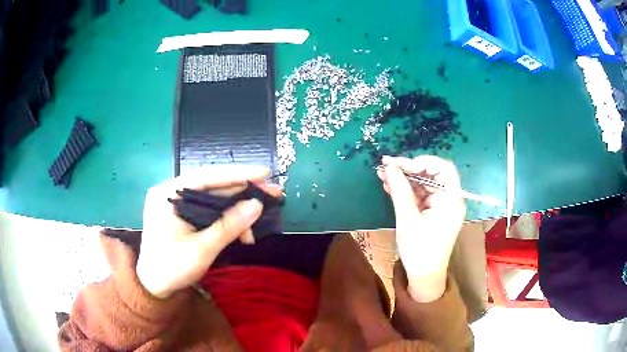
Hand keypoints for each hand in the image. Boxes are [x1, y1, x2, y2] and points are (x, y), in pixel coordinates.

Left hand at [136, 165, 281, 298]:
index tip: (265, 173)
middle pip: (212, 186)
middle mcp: (171, 193)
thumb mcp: (201, 249)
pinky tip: (242, 232)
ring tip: (259, 222)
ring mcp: (176, 203)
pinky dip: (227, 220)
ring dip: (237, 211)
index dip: (238, 174)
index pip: (207, 176)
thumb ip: (228, 226)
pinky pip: (208, 211)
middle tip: (272, 193)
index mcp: (168, 194)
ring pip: (213, 199)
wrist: (153, 288)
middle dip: (243, 192)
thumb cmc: (171, 269)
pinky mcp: (182, 215)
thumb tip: (257, 205)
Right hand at [377, 155, 465, 301]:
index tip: (400, 165)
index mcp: (451, 200)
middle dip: (408, 169)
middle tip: (386, 166)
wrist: (424, 278)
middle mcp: (449, 199)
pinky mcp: (432, 212)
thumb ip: (400, 191)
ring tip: (382, 175)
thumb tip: (390, 167)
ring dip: (404, 179)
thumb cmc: (419, 251)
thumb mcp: (408, 220)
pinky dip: (406, 191)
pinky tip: (390, 187)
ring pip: (423, 184)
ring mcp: (441, 206)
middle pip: (431, 174)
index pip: (443, 168)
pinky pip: (420, 195)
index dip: (422, 162)